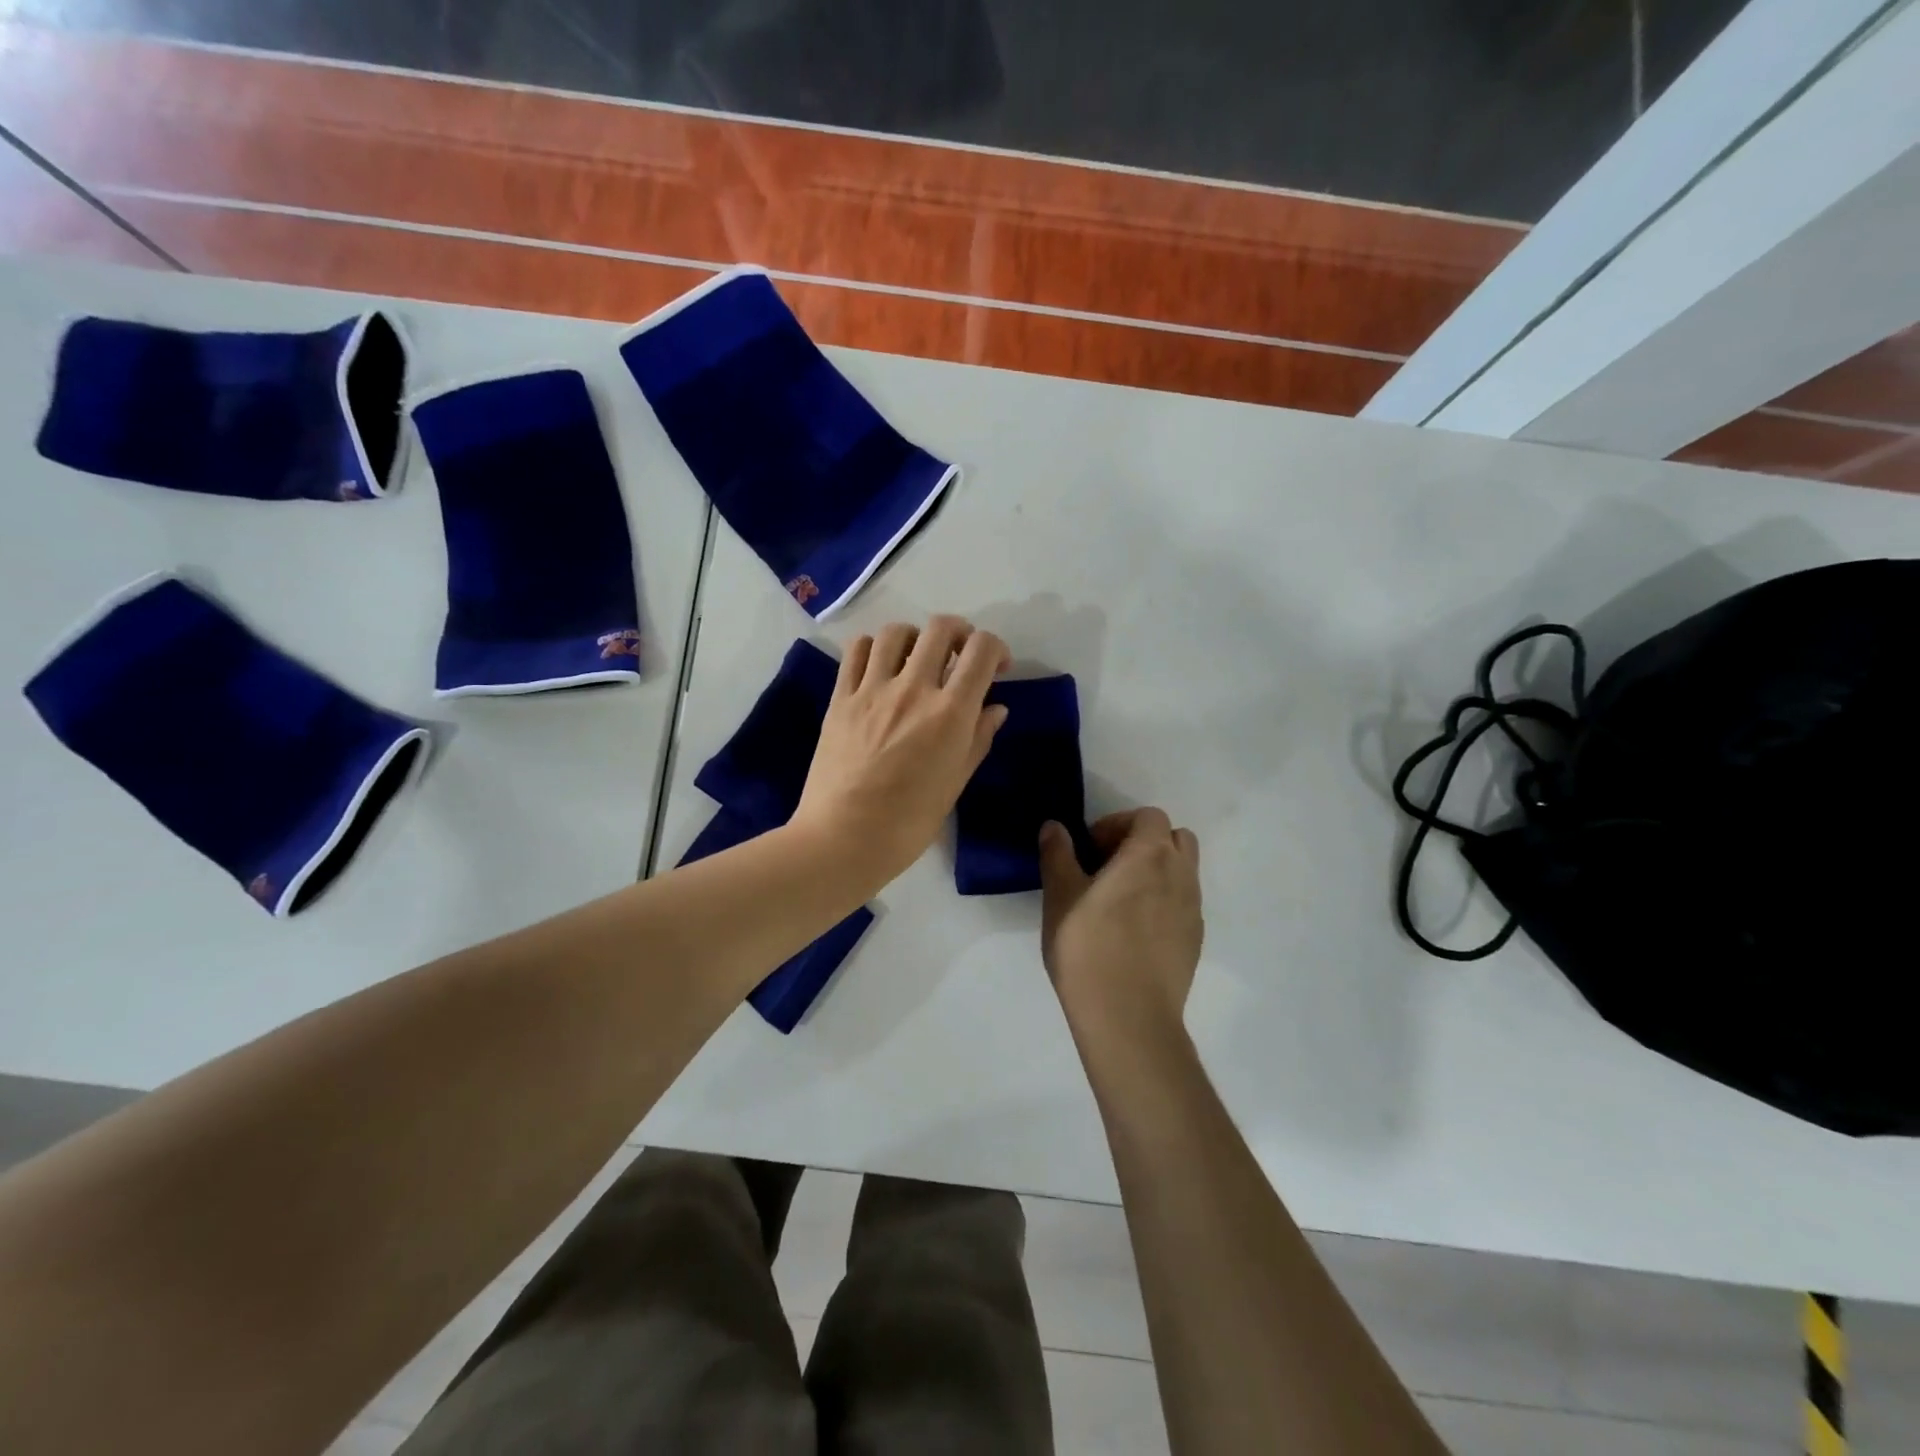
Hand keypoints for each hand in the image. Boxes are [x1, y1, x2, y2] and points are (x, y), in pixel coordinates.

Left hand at [792, 616, 1010, 890]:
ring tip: (917, 660)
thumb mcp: (955, 784)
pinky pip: (857, 650)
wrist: (843, 839)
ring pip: (897, 632)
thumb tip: (995, 708)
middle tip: (960, 658)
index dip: (996, 649)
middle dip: (961, 634)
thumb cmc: (908, 823)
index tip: (997, 669)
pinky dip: (875, 647)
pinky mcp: (840, 697)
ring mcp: (872, 690)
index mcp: (950, 713)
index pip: (982, 650)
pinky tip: (881, 668)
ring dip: (916, 638)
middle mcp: (913, 689)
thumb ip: (978, 739)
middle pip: (941, 628)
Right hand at [1038, 808, 1202, 1049]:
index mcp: (1150, 855)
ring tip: (1120, 899)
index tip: (1090, 849)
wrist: (1129, 1018)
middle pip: (1174, 838)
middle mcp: (1181, 874)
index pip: (1148, 816)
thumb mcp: (1060, 897)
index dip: (1117, 824)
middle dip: (1143, 842)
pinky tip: (1133, 931)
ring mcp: (1194, 909)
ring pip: (1182, 871)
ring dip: (1156, 871)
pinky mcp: (1195, 940)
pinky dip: (1163, 902)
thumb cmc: (1088, 948)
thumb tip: (1055, 826)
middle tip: (1108, 866)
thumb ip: (1058, 855)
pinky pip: (1183, 904)